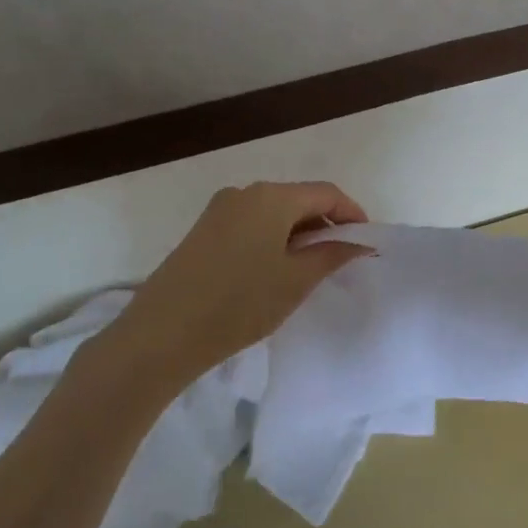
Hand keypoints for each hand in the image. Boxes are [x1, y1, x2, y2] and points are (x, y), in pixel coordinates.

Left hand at [112, 181, 372, 386]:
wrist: (161, 334)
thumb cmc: (239, 304)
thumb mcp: (296, 281)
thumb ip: (332, 255)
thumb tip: (359, 243)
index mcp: (272, 197)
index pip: (326, 193)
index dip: (352, 214)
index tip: (366, 243)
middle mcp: (245, 193)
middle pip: (298, 199)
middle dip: (325, 225)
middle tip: (342, 258)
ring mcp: (219, 210)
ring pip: (274, 213)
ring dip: (298, 234)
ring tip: (310, 269)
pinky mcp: (203, 230)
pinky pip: (251, 224)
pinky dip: (273, 239)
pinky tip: (274, 271)